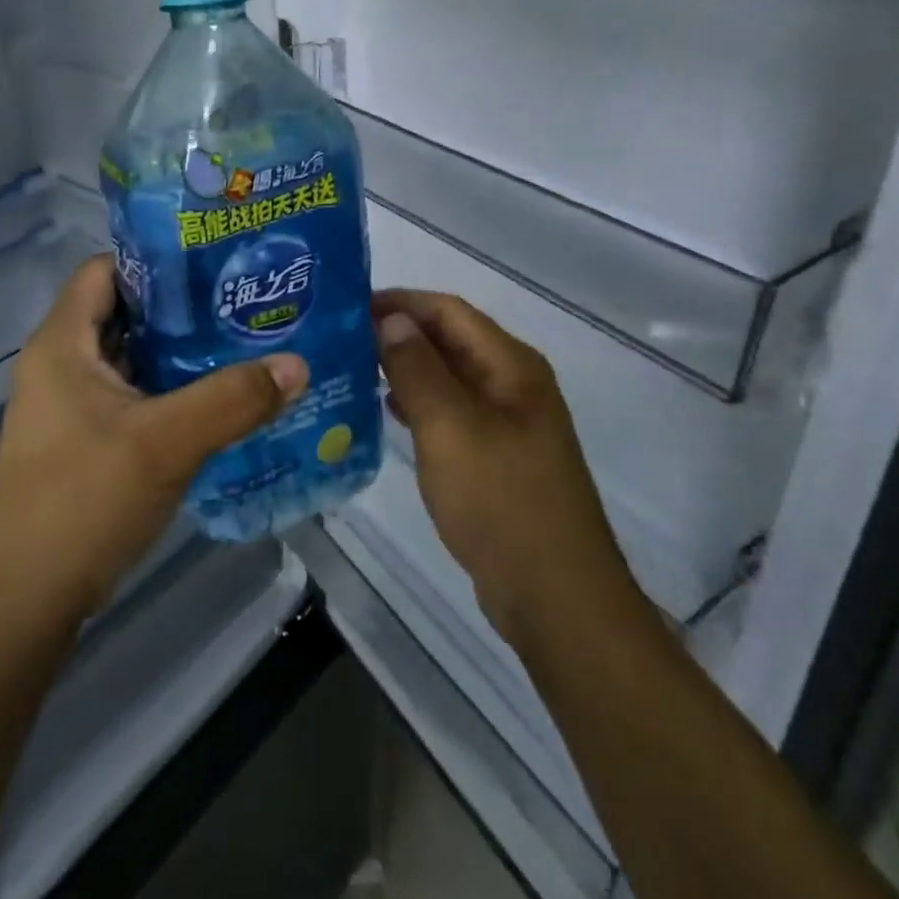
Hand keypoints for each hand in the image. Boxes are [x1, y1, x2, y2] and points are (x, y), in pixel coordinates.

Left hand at [0, 256, 308, 626]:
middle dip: (181, 308)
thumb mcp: (166, 443)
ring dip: (179, 354)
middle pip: (124, 313)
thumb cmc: (82, 501)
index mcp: (62, 343)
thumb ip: (233, 400)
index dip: (156, 259)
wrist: (22, 603)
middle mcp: (60, 365)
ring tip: (241, 344)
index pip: (105, 269)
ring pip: (131, 360)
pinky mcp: (82, 443)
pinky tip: (216, 403)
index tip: (214, 263)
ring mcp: (69, 407)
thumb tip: (297, 364)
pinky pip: (132, 398)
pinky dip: (170, 393)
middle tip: (241, 303)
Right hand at [374, 290, 642, 652]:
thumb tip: (392, 319)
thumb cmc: (501, 501)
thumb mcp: (450, 427)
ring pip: (449, 377)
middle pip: (450, 340)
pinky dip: (419, 404)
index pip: (449, 311)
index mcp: (510, 365)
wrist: (555, 596)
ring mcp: (508, 423)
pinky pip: (452, 413)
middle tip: (342, 337)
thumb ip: (418, 368)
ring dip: (406, 368)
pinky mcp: (497, 457)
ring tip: (354, 369)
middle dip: (400, 333)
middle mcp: (513, 384)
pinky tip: (388, 412)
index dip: (401, 302)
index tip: (350, 306)